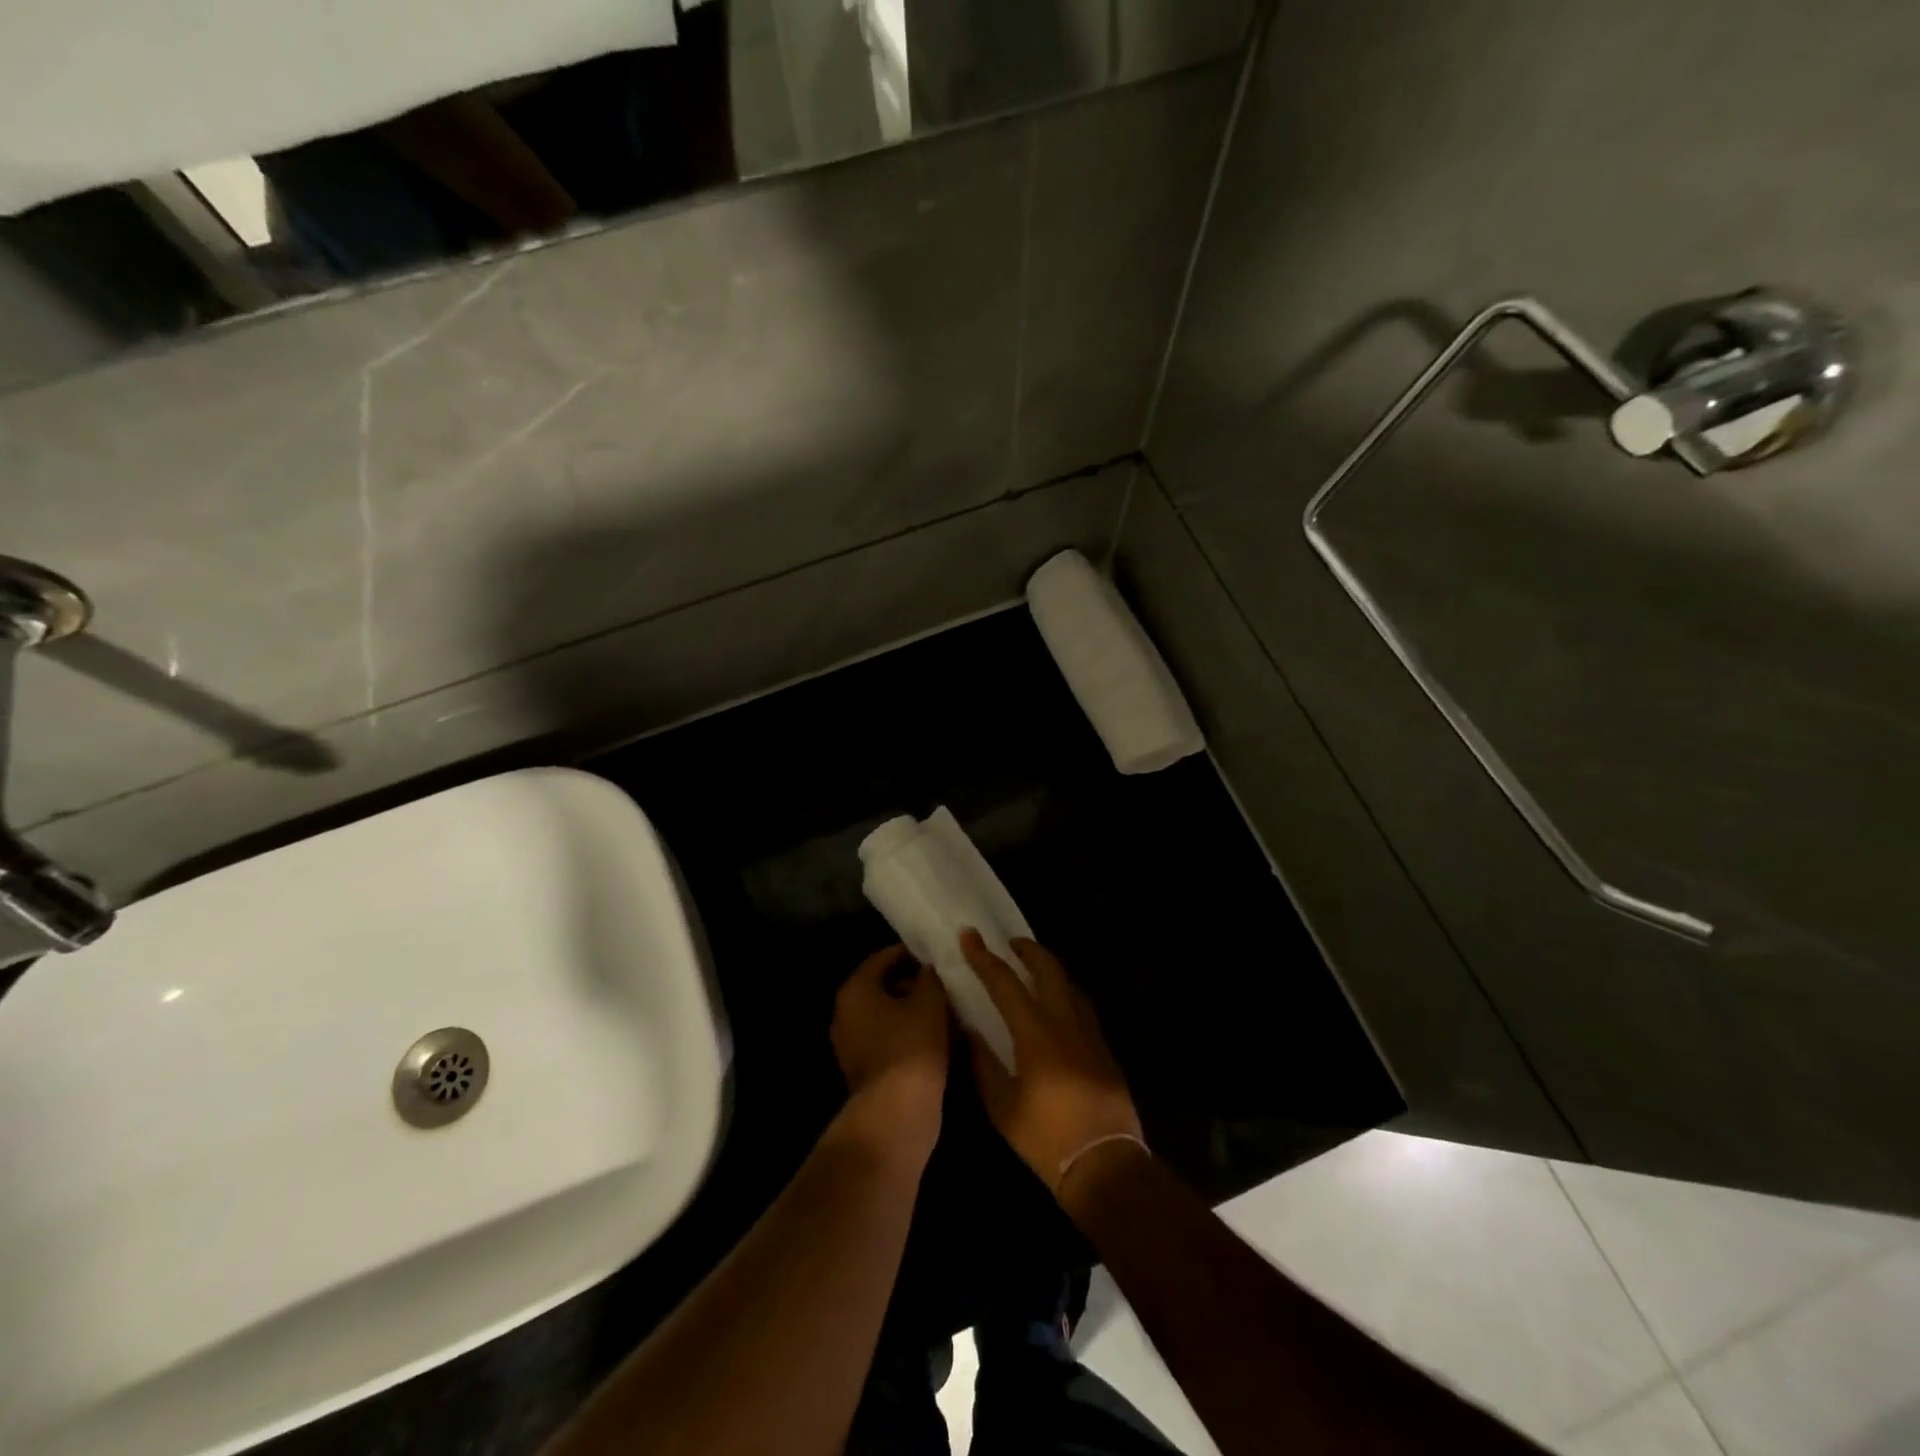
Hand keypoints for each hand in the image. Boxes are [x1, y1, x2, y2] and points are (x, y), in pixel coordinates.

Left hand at [831, 944, 949, 1165]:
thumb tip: (928, 969)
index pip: (883, 958)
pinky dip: (907, 1033)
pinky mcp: (863, 1069)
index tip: (936, 955)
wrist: (897, 1112)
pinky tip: (935, 1036)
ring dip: (912, 1010)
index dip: (911, 953)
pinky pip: (886, 1038)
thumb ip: (929, 977)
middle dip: (912, 982)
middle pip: (881, 986)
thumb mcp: (929, 1001)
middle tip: (943, 983)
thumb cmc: (912, 1045)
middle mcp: (845, 1013)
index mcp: (855, 990)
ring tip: (944, 1010)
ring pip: (885, 1015)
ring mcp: (851, 1044)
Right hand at [958, 930, 1143, 1198]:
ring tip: (1034, 967)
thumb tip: (968, 1029)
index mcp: (1036, 1034)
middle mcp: (1065, 1023)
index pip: (1005, 983)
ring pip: (1070, 985)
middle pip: (1049, 970)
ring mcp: (1090, 1034)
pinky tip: (1059, 1003)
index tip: (969, 936)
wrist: (1105, 1165)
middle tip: (1010, 943)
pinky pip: (1082, 1006)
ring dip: (1050, 968)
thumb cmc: (1046, 1139)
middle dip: (1028, 950)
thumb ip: (983, 1062)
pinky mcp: (1104, 1049)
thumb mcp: (1002, 1106)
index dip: (984, 958)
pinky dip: (1066, 992)